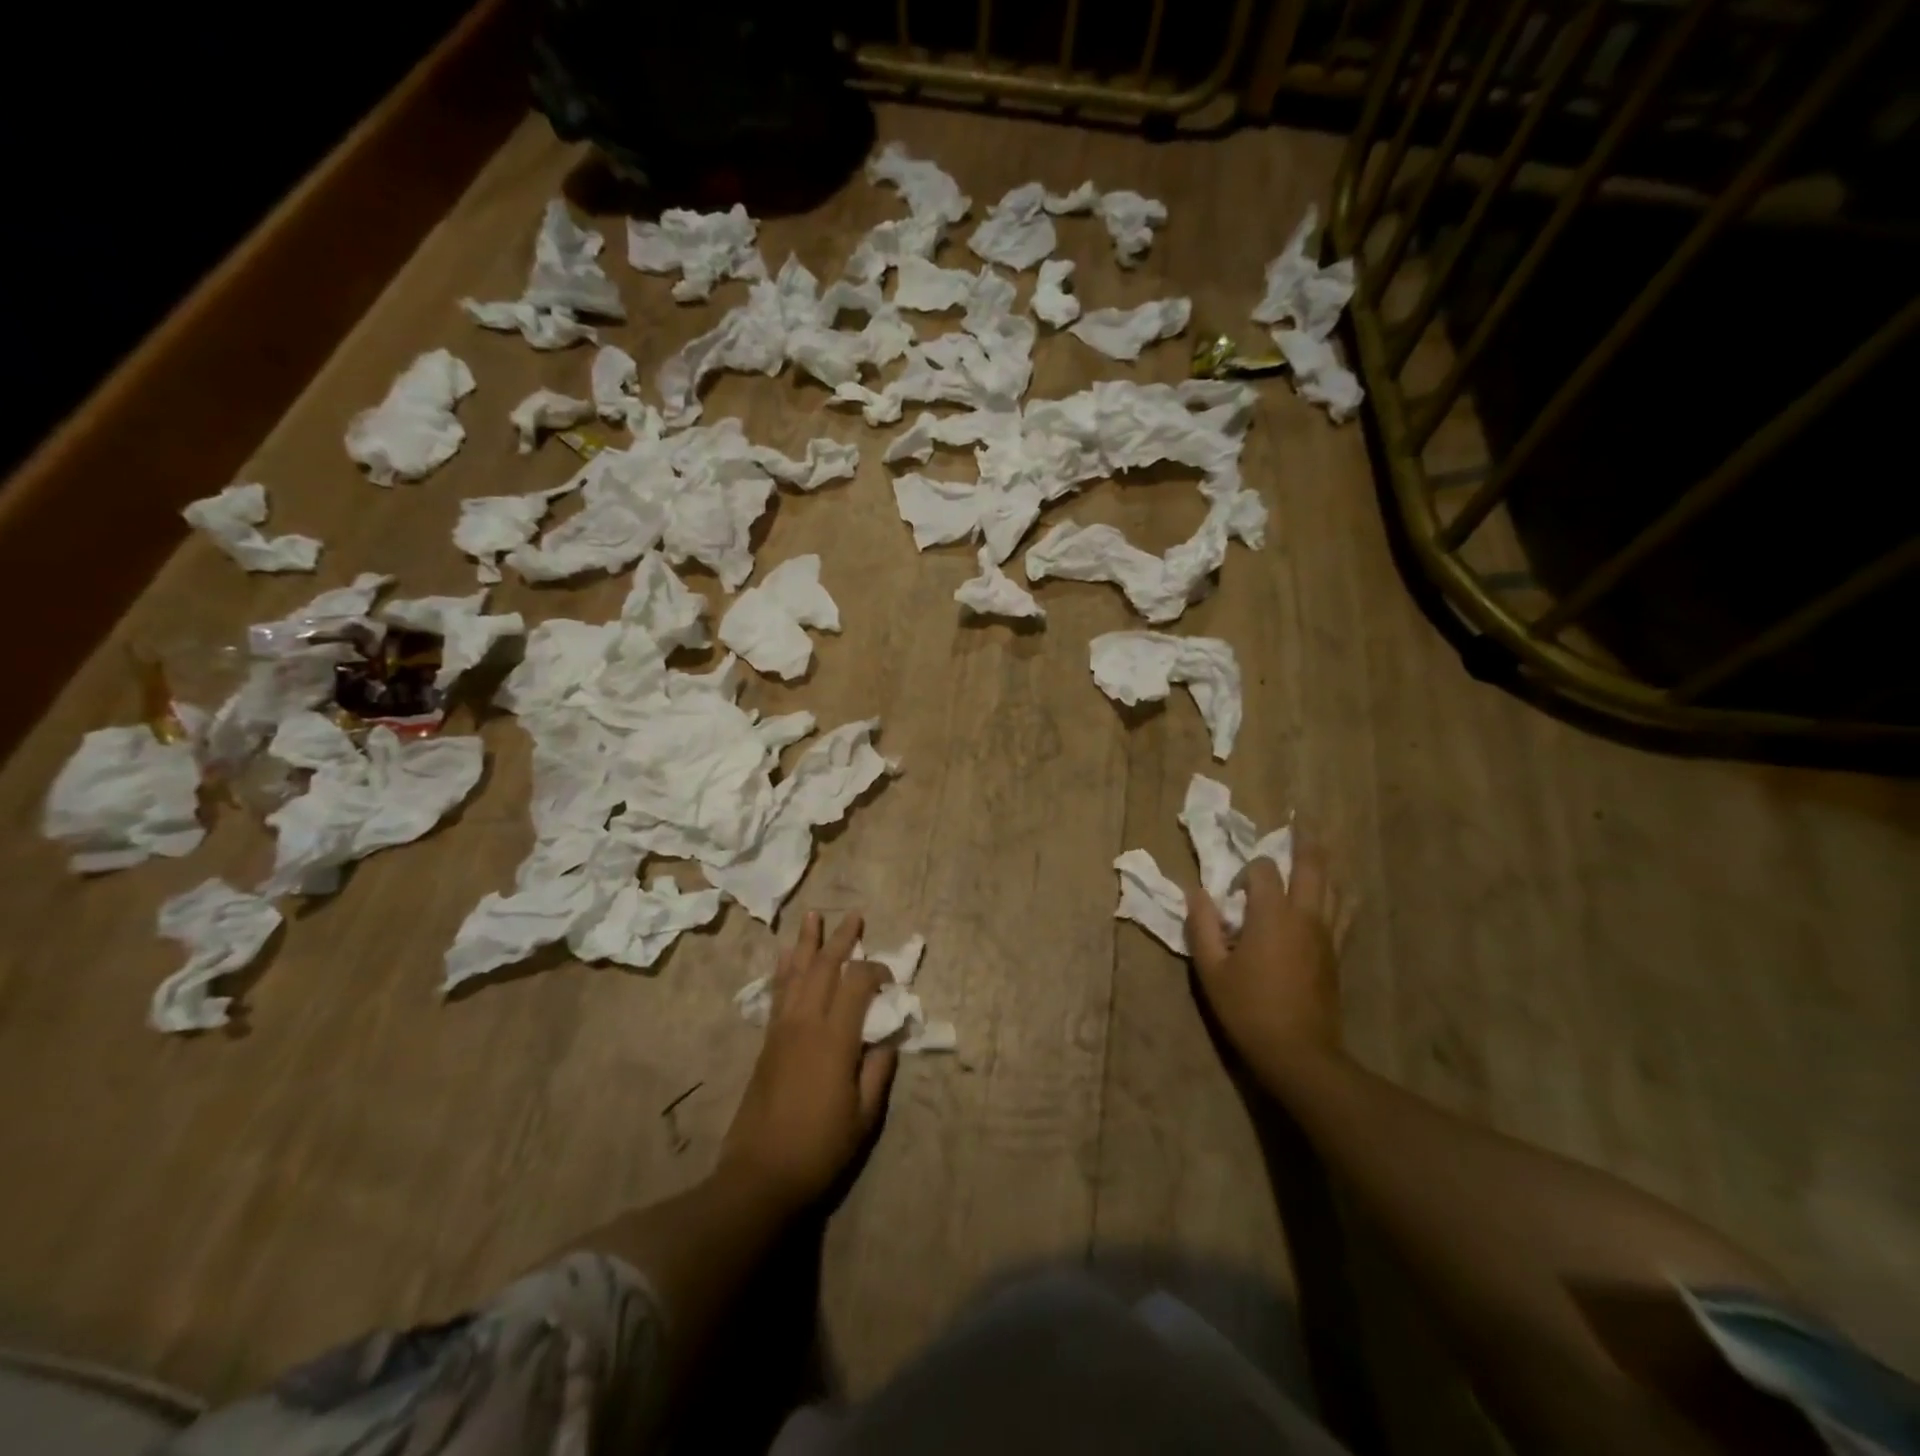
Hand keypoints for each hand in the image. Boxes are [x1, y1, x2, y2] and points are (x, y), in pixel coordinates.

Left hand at [719, 911, 896, 1215]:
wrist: (760, 1176)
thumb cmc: (820, 1148)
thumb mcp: (864, 1116)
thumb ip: (878, 1070)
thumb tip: (887, 1038)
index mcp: (835, 1039)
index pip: (857, 984)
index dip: (876, 972)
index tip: (891, 981)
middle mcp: (806, 1024)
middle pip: (824, 967)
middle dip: (841, 939)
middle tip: (853, 916)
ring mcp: (782, 1030)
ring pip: (796, 973)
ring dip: (807, 943)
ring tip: (812, 917)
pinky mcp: (767, 1042)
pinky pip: (777, 993)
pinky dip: (784, 969)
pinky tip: (786, 957)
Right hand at [1186, 846, 1350, 1088]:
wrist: (1299, 1053)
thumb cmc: (1247, 1009)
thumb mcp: (1211, 969)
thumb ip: (1202, 926)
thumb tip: (1196, 893)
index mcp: (1270, 915)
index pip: (1262, 871)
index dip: (1246, 871)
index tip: (1232, 892)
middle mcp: (1304, 916)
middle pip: (1310, 867)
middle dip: (1304, 843)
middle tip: (1300, 824)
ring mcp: (1326, 934)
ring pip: (1333, 886)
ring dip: (1325, 865)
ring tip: (1318, 850)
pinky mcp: (1337, 953)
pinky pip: (1345, 913)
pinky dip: (1341, 895)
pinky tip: (1340, 893)